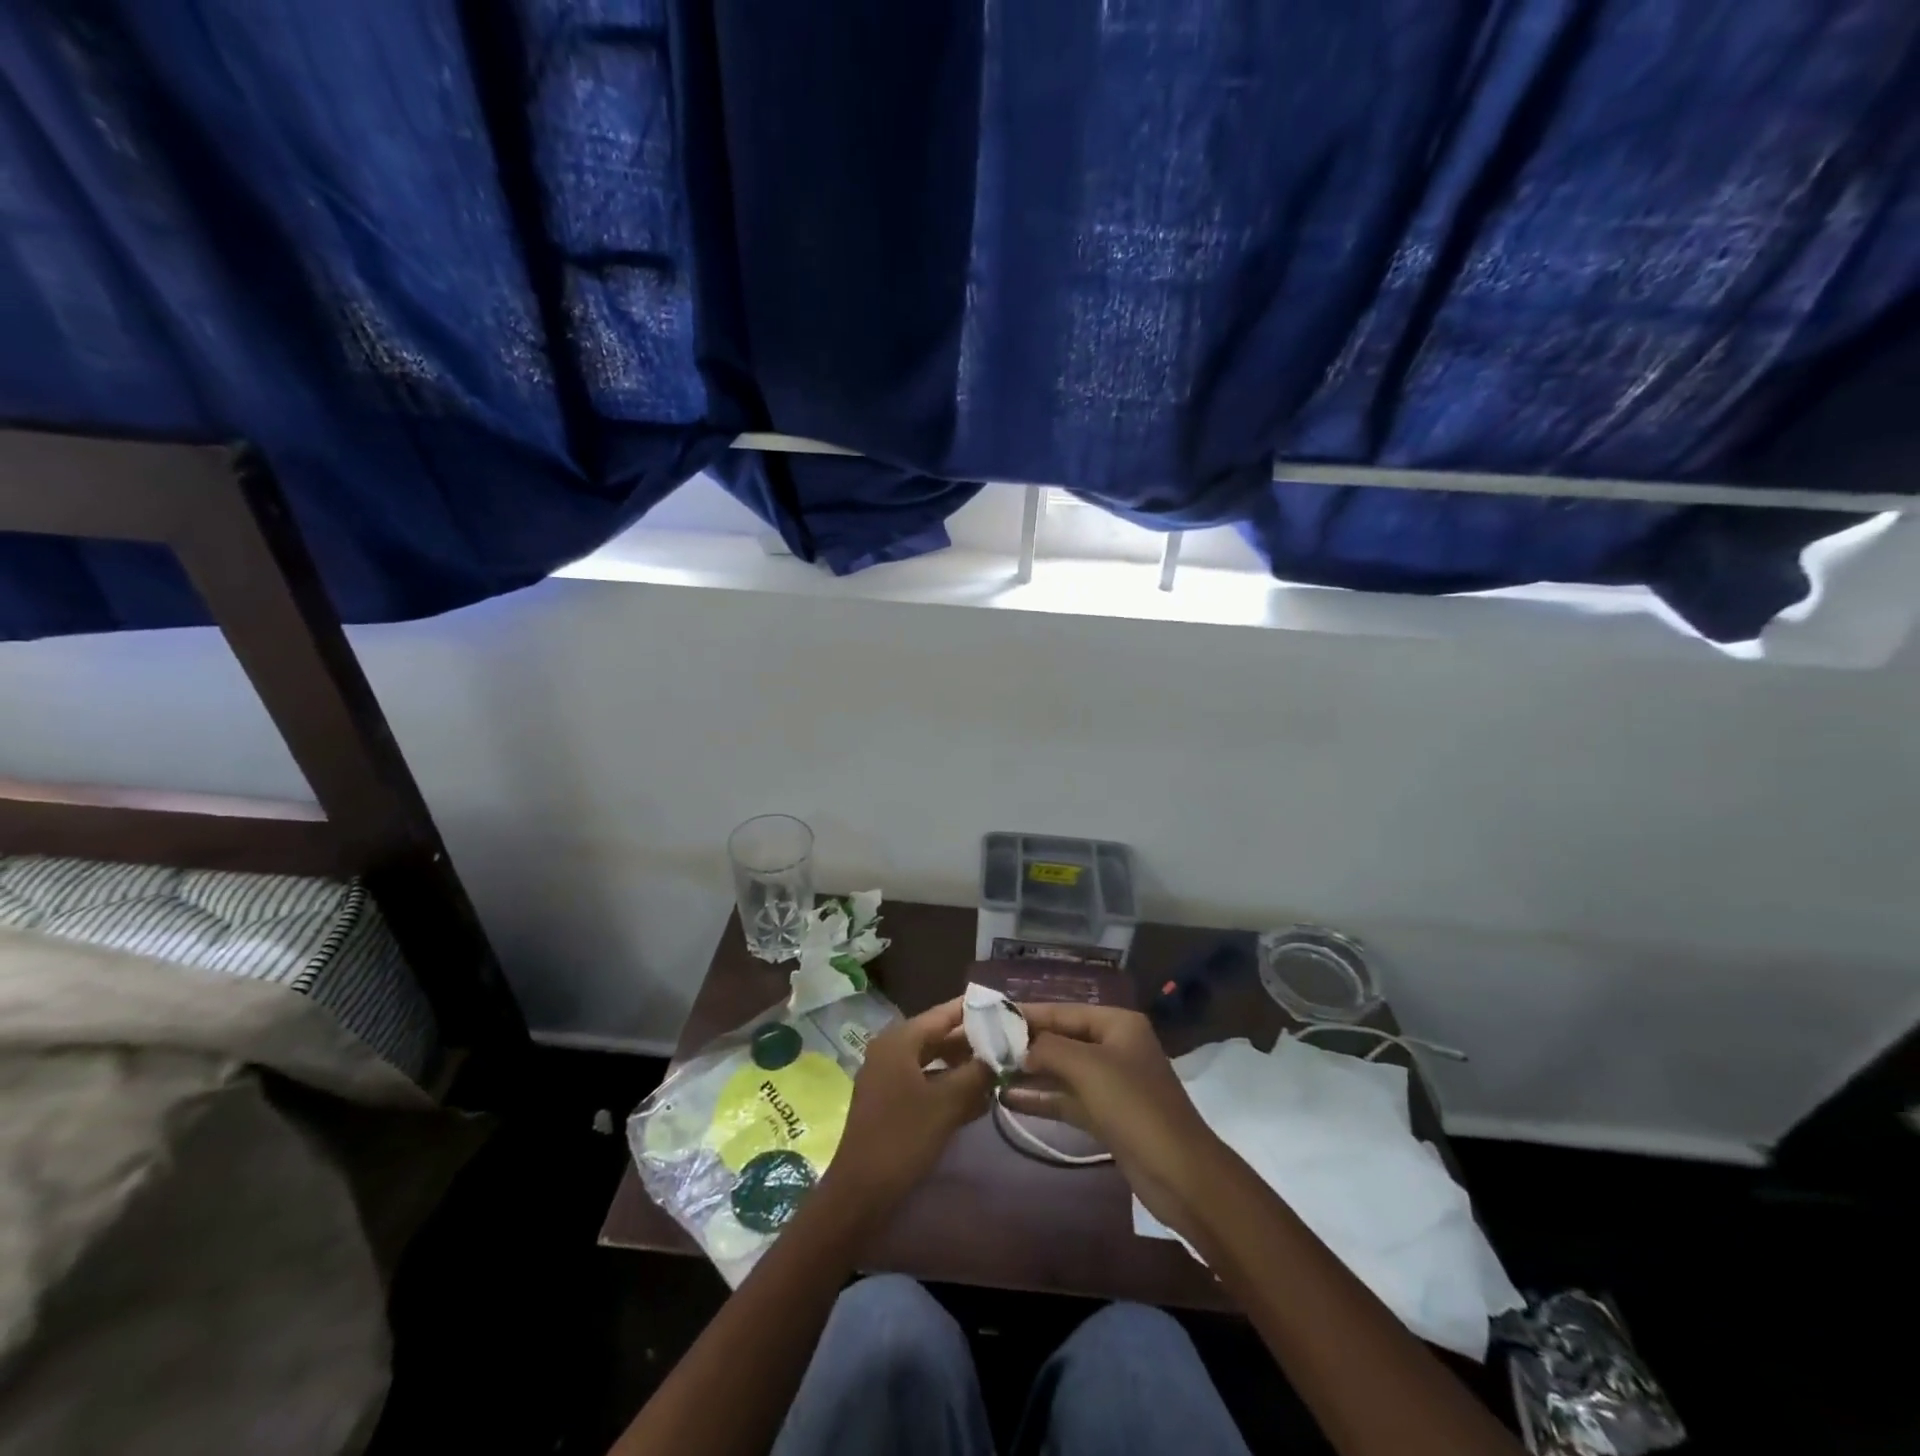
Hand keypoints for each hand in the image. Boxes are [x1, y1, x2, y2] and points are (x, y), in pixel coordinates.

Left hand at [826, 998, 995, 1214]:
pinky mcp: (891, 1102)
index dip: (976, 1011)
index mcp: (899, 1040)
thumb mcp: (947, 1103)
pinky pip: (926, 1083)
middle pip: (939, 1036)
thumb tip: (1003, 1052)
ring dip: (964, 1066)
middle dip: (974, 1041)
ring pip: (935, 1061)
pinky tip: (979, 1100)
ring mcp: (889, 1077)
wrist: (860, 1194)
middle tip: (1010, 1042)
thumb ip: (977, 1073)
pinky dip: (950, 1086)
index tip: (1007, 1009)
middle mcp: (892, 1050)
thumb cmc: (903, 1139)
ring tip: (1000, 1070)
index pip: (944, 1013)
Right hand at [1003, 1003, 1226, 1240]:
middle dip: (1027, 1044)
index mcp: (1117, 1024)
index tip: (992, 1017)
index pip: (1064, 1011)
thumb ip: (1048, 1048)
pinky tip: (1010, 1099)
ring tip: (991, 1071)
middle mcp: (1115, 1047)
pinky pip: (1068, 1099)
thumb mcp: (1088, 1067)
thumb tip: (1019, 1046)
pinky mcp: (1107, 1116)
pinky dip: (1043, 1098)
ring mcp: (1112, 1083)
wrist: (1180, 1174)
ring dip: (1030, 1072)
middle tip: (985, 1046)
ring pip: (1063, 1070)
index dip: (1028, 1014)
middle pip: (1062, 1039)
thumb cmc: (1134, 1106)